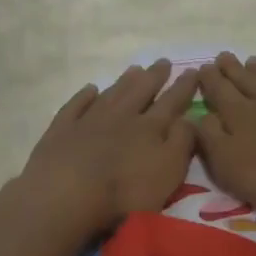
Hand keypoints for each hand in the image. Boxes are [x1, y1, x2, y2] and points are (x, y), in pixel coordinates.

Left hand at [21, 60, 199, 234]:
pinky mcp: (61, 131)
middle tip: (163, 61)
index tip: (194, 70)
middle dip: (154, 77)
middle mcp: (121, 117)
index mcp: (149, 128)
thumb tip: (189, 117)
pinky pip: (75, 106)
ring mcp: (88, 121)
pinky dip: (84, 96)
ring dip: (124, 82)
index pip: (171, 102)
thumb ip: (182, 142)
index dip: (184, 87)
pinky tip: (90, 89)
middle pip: (140, 91)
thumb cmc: (125, 191)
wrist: (67, 195)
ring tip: (134, 69)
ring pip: (111, 95)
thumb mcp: (168, 171)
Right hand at [196, 53, 255, 209]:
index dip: (210, 80)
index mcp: (238, 115)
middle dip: (231, 69)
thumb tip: (197, 116)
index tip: (203, 66)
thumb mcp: (229, 163)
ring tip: (250, 60)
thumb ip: (210, 138)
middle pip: (244, 80)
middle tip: (223, 55)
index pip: (219, 93)